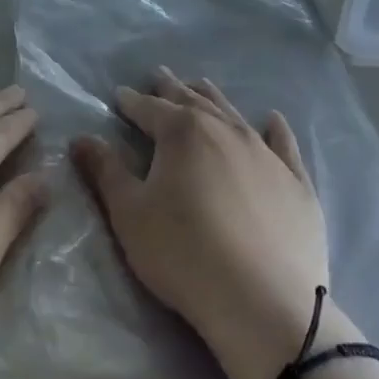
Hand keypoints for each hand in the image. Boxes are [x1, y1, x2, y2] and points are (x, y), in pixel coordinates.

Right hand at [71, 70, 359, 378]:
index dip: (132, 102)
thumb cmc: (183, 254)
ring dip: (214, 99)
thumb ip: (106, 171)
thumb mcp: (129, 213)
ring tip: (202, 85)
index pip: (149, 109)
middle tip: (160, 76)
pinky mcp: (296, 183)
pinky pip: (284, 146)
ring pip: (233, 115)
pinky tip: (273, 119)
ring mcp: (265, 154)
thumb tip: (82, 138)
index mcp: (182, 133)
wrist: (263, 302)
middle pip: (192, 102)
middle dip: (172, 89)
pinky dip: (277, 130)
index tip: (120, 95)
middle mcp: (225, 131)